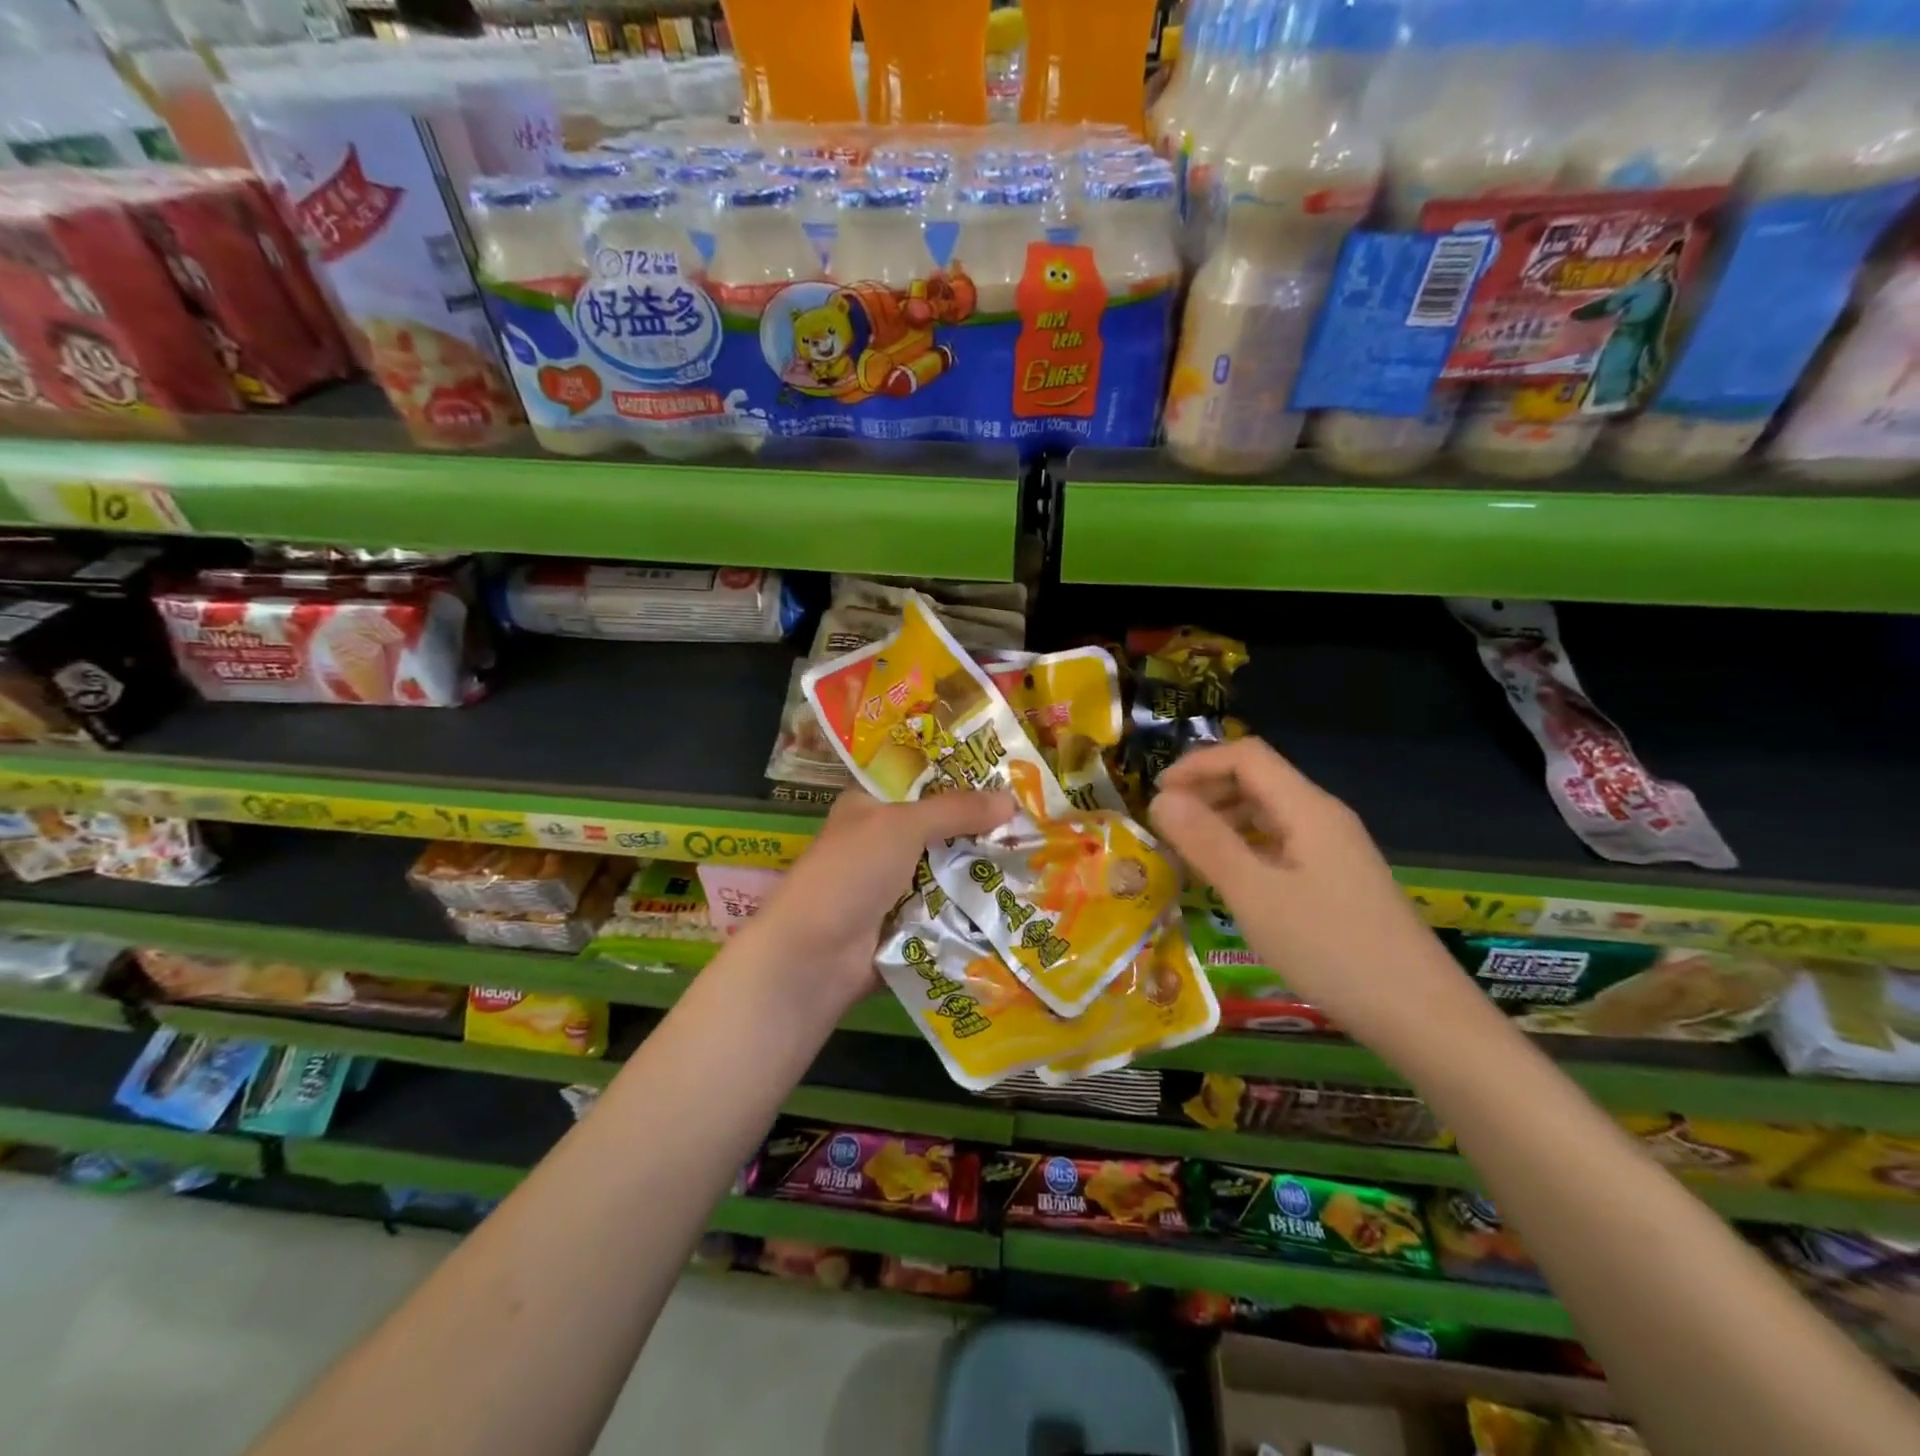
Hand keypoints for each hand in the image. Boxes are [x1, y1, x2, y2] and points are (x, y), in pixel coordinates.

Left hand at [742, 787, 1015, 1011]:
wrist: (814, 956)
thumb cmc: (851, 872)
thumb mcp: (902, 825)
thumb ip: (955, 810)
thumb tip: (1011, 799)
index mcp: (870, 806)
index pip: (921, 783)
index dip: (961, 780)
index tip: (1010, 781)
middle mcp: (882, 842)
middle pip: (941, 830)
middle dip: (982, 830)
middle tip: (1036, 825)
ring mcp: (894, 886)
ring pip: (948, 871)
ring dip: (983, 871)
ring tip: (1040, 861)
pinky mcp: (907, 924)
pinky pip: (948, 909)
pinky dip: (973, 907)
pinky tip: (1018, 902)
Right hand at [1148, 738, 1477, 1047]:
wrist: (1421, 1015)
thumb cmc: (1330, 949)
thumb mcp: (1255, 895)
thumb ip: (1206, 842)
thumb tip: (1160, 799)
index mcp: (1308, 808)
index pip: (1246, 757)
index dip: (1197, 765)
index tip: (1156, 795)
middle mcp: (1323, 817)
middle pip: (1258, 780)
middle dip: (1206, 791)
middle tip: (1166, 825)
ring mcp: (1334, 848)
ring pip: (1268, 813)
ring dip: (1223, 820)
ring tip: (1188, 852)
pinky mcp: (1337, 878)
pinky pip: (1281, 843)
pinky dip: (1245, 847)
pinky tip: (1229, 879)